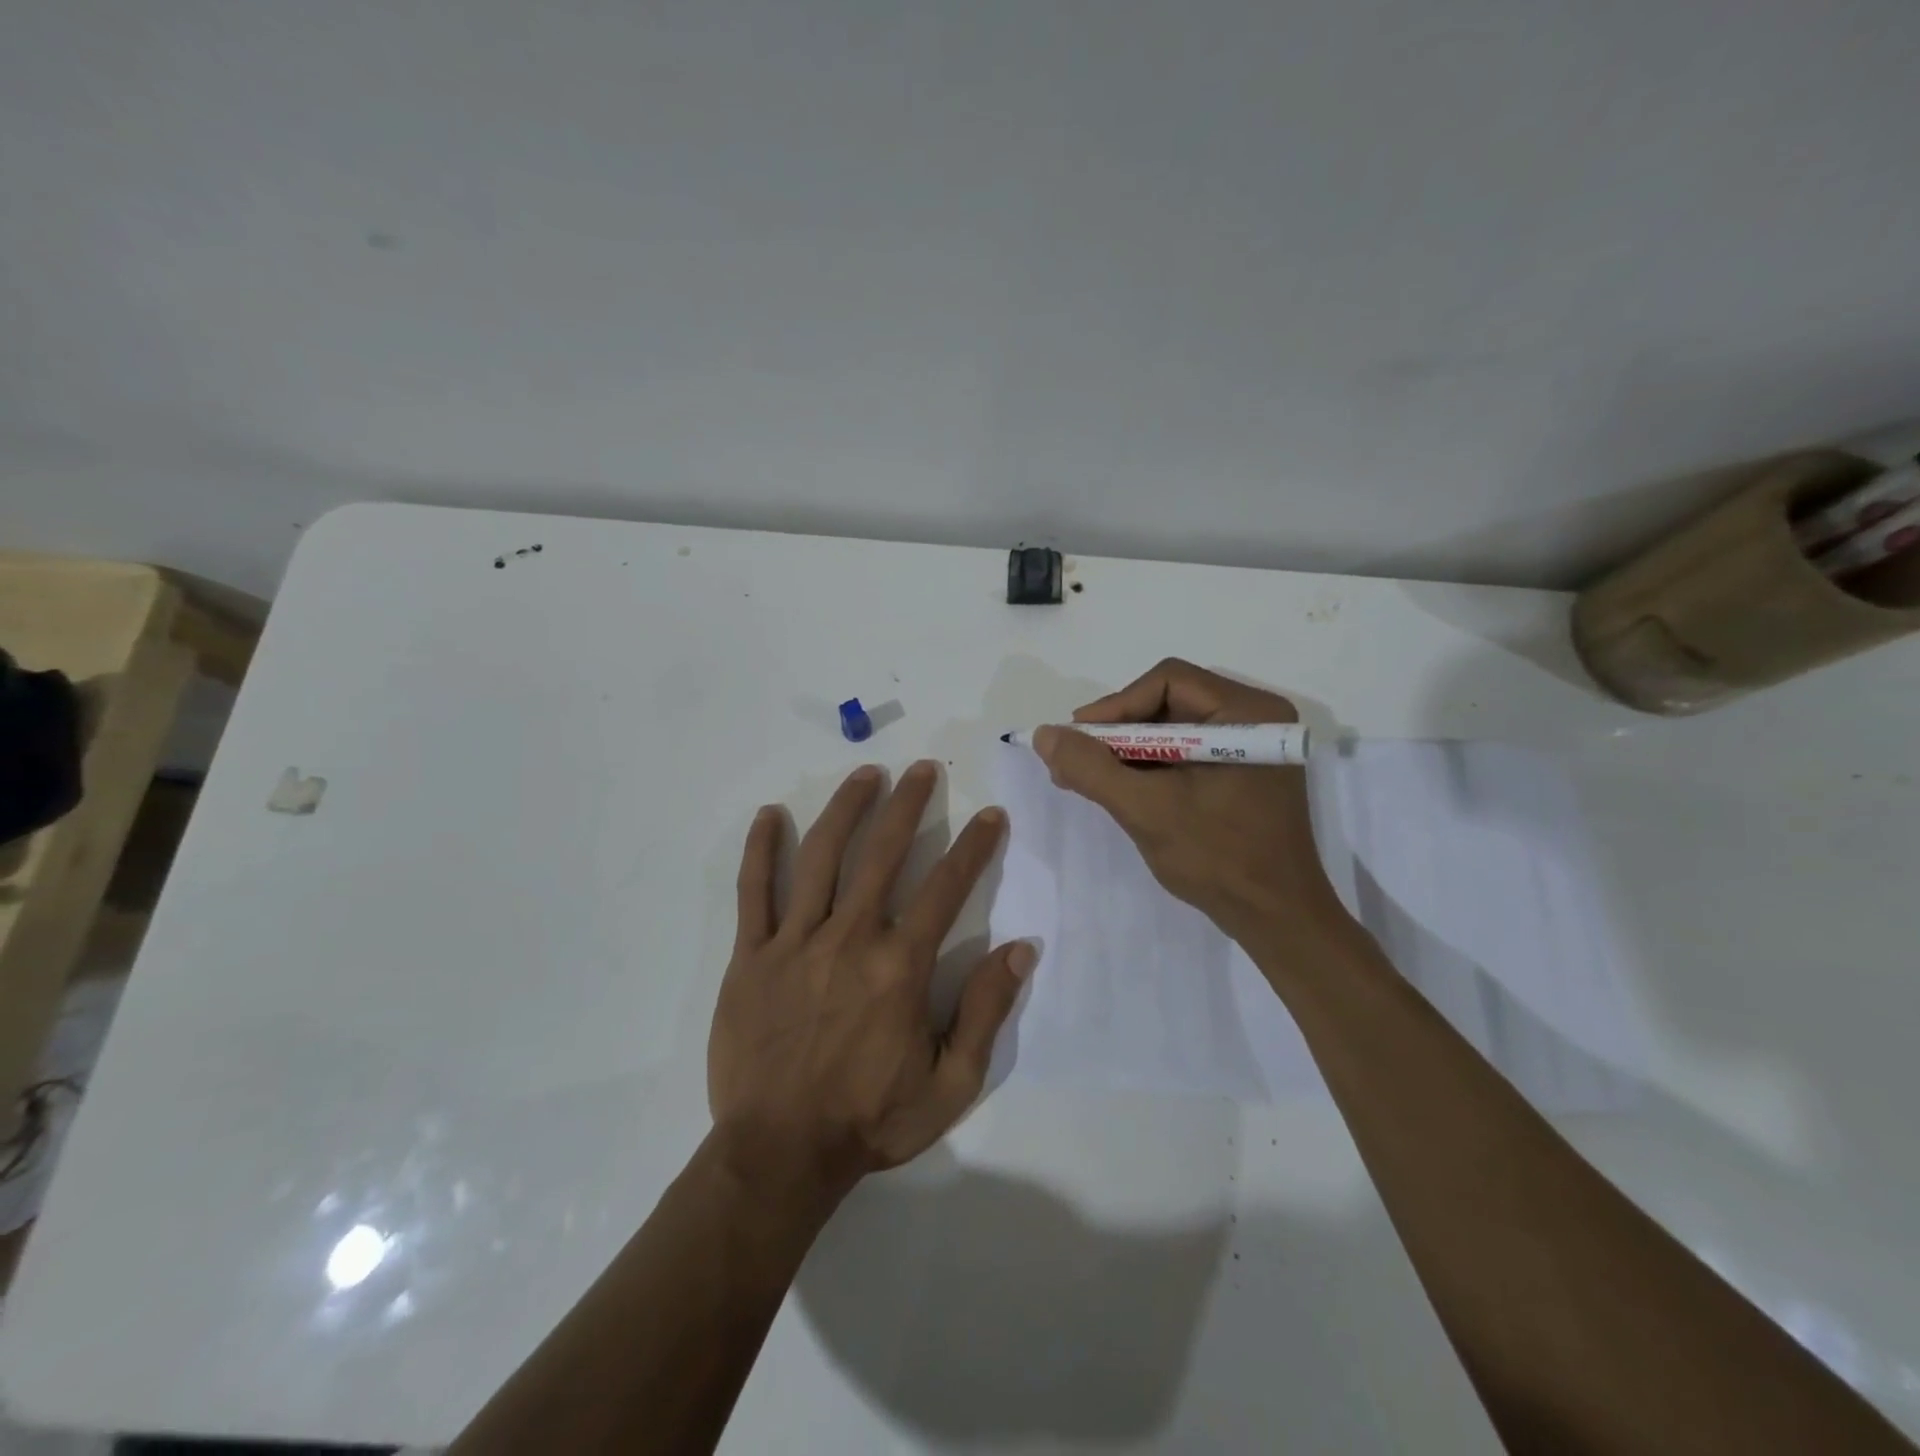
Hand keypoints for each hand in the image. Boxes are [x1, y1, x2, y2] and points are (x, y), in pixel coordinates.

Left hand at [708, 761, 1034, 1198]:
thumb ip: (986, 1011)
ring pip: (821, 857)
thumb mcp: (951, 1084)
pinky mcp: (751, 956)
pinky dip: (761, 850)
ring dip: (846, 809)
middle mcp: (850, 938)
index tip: (990, 815)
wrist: (780, 1154)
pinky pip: (754, 892)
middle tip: (922, 769)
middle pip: (882, 854)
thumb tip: (1021, 948)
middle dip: (908, 805)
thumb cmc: (870, 1120)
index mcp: (900, 967)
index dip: (974, 846)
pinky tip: (770, 814)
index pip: (946, 888)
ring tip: (866, 774)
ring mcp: (795, 942)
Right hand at [1033, 658, 1350, 946]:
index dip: (1115, 706)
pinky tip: (1118, 789)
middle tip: (1075, 760)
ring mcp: (1249, 748)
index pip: (1167, 682)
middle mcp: (1254, 718)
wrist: (1276, 920)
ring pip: (1172, 729)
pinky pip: (1184, 754)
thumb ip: (1092, 768)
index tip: (1077, 739)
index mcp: (1247, 713)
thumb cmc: (1219, 859)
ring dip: (1127, 751)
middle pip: (1168, 703)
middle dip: (1117, 732)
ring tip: (1086, 778)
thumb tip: (1044, 734)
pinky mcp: (1240, 774)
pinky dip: (1148, 767)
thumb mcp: (1146, 809)